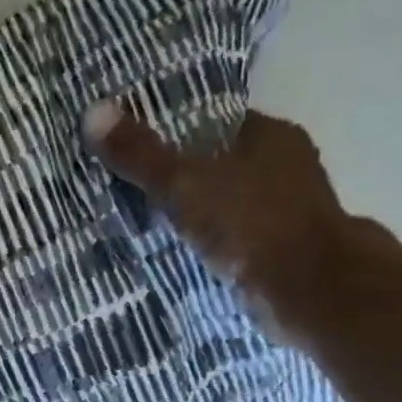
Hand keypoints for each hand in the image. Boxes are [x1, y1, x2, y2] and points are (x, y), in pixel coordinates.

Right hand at [84, 103, 362, 322]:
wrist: (308, 289)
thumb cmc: (250, 224)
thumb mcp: (184, 184)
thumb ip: (141, 155)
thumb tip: (93, 112)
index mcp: (270, 135)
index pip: (215, 123)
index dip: (177, 133)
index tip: (140, 149)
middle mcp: (287, 166)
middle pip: (223, 164)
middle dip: (186, 178)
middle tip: (137, 192)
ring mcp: (290, 211)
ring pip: (232, 204)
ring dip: (201, 216)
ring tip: (152, 228)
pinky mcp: (285, 251)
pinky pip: (237, 240)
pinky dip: (214, 246)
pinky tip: (186, 257)